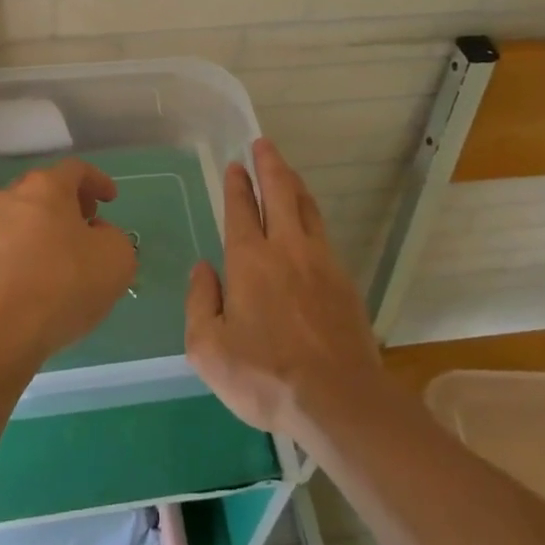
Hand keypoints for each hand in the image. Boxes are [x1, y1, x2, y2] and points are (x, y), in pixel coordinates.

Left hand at [0, 158, 136, 369]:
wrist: (3, 330)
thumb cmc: (65, 281)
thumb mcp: (117, 257)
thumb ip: (114, 237)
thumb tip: (96, 237)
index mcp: (46, 186)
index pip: (76, 169)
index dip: (98, 181)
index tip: (111, 200)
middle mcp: (12, 198)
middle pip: (45, 190)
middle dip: (70, 203)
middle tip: (89, 223)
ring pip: (25, 219)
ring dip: (47, 230)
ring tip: (67, 257)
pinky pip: (11, 247)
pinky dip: (29, 254)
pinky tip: (43, 281)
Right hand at [185, 139, 383, 438]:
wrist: (338, 400)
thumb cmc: (265, 375)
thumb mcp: (208, 349)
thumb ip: (200, 302)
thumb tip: (203, 269)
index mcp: (249, 260)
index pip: (241, 209)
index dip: (237, 184)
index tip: (236, 164)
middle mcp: (286, 249)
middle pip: (279, 193)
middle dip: (270, 164)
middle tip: (264, 144)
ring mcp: (321, 262)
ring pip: (306, 208)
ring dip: (293, 184)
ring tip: (286, 171)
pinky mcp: (344, 281)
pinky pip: (324, 234)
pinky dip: (312, 215)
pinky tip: (309, 223)